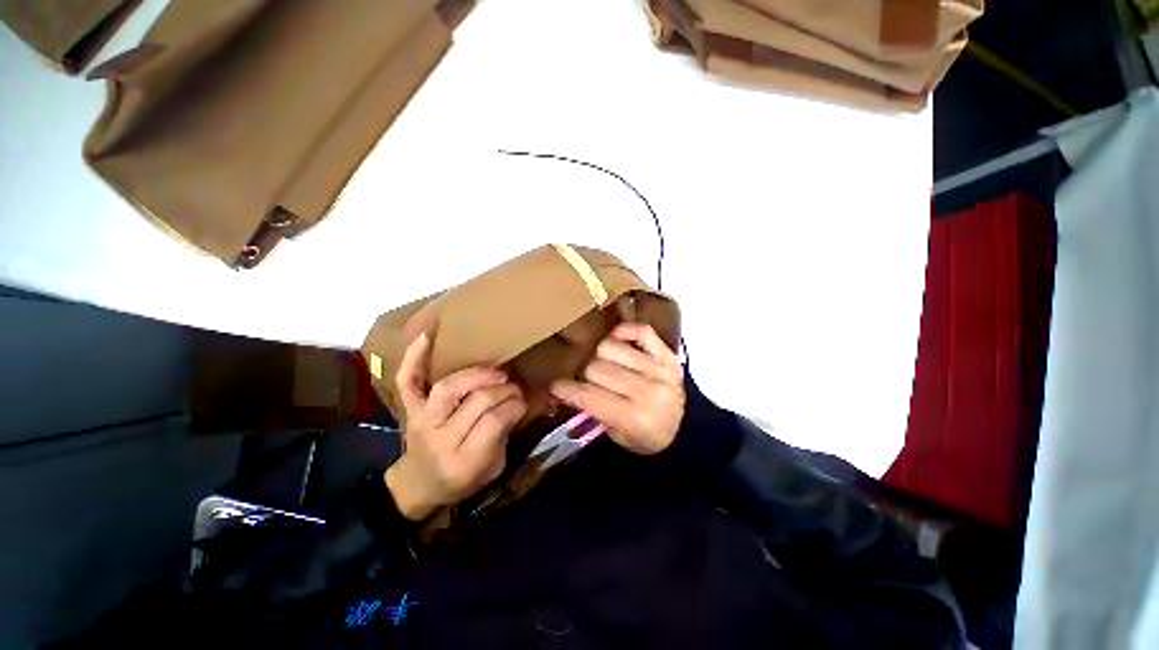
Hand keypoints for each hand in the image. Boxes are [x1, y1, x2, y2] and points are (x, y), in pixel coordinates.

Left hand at [385, 333, 527, 520]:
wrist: (417, 486)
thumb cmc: (461, 481)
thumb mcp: (493, 468)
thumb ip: (505, 436)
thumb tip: (518, 400)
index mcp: (463, 462)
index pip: (494, 422)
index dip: (515, 405)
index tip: (523, 401)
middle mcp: (439, 439)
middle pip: (475, 401)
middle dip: (503, 390)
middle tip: (514, 387)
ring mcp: (420, 421)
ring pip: (448, 388)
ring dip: (477, 374)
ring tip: (496, 372)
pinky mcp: (409, 410)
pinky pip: (407, 382)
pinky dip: (414, 358)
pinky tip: (426, 336)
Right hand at [550, 323, 684, 454]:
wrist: (687, 428)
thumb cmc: (648, 437)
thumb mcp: (618, 437)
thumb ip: (593, 412)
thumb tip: (567, 390)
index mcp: (635, 418)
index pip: (590, 397)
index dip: (567, 390)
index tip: (556, 387)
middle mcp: (648, 391)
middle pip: (596, 368)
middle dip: (586, 377)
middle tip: (590, 383)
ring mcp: (659, 369)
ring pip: (610, 347)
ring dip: (602, 357)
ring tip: (607, 366)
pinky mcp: (667, 354)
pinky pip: (640, 331)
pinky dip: (624, 332)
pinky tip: (618, 342)